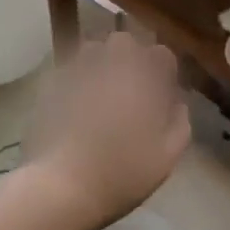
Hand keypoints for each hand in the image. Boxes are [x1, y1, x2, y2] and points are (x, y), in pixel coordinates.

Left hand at [23, 32, 191, 229]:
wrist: (62, 187)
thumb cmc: (122, 173)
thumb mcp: (167, 157)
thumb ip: (179, 123)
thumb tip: (177, 104)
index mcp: (143, 80)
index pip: (161, 54)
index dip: (164, 70)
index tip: (163, 91)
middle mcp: (111, 67)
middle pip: (124, 42)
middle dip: (130, 56)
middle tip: (131, 85)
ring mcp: (77, 74)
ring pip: (92, 49)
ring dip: (101, 61)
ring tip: (101, 87)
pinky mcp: (50, 88)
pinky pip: (67, 70)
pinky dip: (75, 78)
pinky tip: (75, 102)